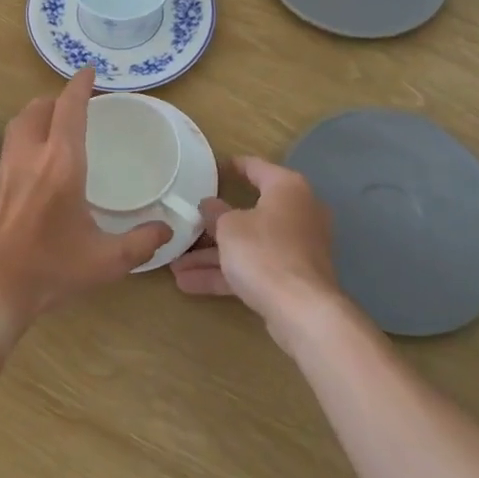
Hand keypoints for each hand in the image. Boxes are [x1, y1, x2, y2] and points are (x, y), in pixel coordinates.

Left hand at [0, 68, 171, 340]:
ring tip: (55, 124)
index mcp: (61, 163)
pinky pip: (11, 144)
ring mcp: (6, 167)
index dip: (79, 85)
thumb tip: (167, 229)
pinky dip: (26, 136)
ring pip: (20, 122)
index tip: (89, 72)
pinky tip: (36, 160)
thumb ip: (140, 243)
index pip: (69, 108)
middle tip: (76, 105)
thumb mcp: (103, 262)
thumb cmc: (47, 269)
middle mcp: (31, 155)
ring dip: (38, 113)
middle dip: (58, 99)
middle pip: (39, 107)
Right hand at [170, 156, 347, 347]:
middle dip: (213, 226)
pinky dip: (226, 274)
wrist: (302, 311)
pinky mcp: (291, 278)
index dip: (233, 166)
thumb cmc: (264, 252)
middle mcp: (297, 213)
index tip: (212, 168)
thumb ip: (216, 213)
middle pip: (249, 212)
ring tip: (175, 265)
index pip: (256, 167)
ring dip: (212, 256)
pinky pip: (254, 268)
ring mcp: (296, 248)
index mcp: (287, 188)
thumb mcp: (229, 227)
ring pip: (248, 245)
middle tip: (187, 224)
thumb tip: (209, 205)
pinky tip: (189, 284)